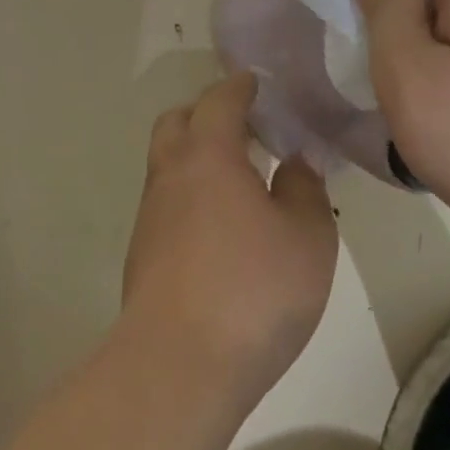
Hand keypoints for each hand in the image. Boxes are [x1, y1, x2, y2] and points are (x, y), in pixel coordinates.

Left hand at [122, 72, 337, 407]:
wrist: (178, 366)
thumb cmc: (253, 290)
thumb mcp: (307, 237)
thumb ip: (303, 190)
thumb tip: (292, 163)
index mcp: (208, 156)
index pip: (219, 101)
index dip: (238, 87)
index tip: (254, 83)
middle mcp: (170, 176)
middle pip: (176, 123)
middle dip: (205, 114)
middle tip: (243, 128)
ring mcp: (150, 217)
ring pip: (167, 165)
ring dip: (196, 157)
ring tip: (238, 180)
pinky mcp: (142, 255)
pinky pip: (167, 204)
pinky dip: (190, 196)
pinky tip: (220, 228)